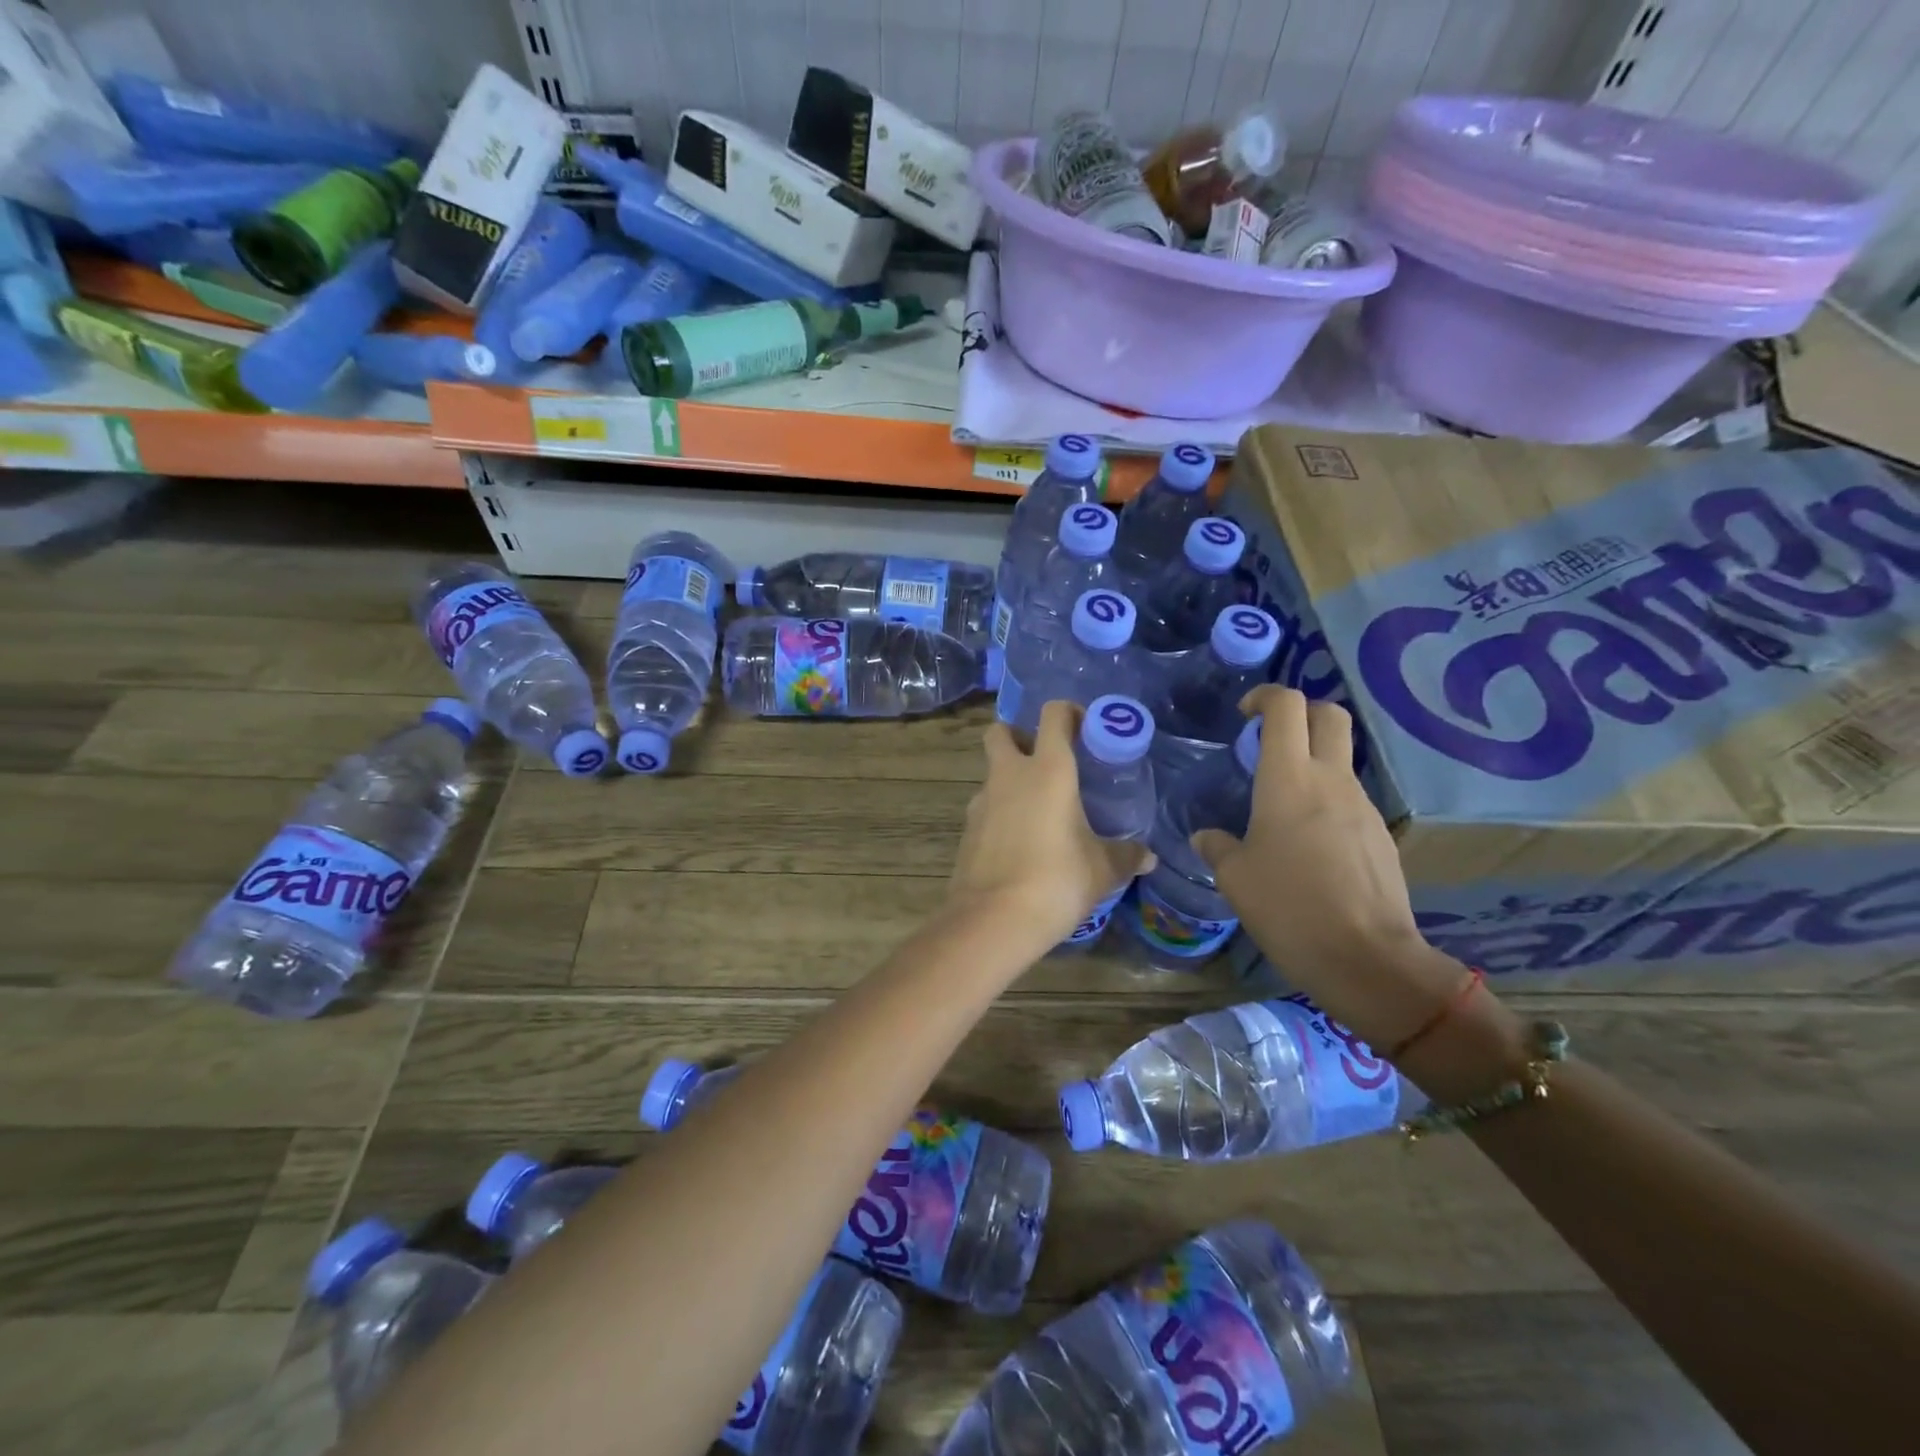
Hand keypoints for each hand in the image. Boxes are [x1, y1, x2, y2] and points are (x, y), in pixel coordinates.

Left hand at [949, 701, 1154, 948]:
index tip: (1086, 729)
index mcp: (1048, 770)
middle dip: (1019, 736)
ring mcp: (982, 802)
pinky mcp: (967, 830)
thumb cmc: (1057, 881)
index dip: (1069, 713)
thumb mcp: (1102, 869)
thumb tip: (1148, 857)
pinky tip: (1020, 842)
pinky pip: (985, 807)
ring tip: (1039, 811)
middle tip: (1046, 762)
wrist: (993, 920)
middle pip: (1001, 732)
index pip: (1053, 715)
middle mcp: (1009, 775)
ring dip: (1010, 779)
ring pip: (991, 772)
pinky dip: (1000, 813)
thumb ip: (1126, 856)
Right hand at [1190, 685, 1463, 1049]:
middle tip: (1271, 739)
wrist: (1367, 959)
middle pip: (1330, 716)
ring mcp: (1363, 806)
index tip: (1245, 714)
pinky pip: (1350, 801)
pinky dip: (1328, 803)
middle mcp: (1331, 780)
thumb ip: (1218, 848)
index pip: (1287, 707)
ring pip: (1341, 760)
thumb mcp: (1235, 879)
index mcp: (1289, 779)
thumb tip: (1207, 837)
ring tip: (1281, 806)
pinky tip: (1309, 846)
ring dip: (1313, 763)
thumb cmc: (1289, 908)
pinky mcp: (1380, 835)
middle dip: (1301, 714)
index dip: (1265, 696)